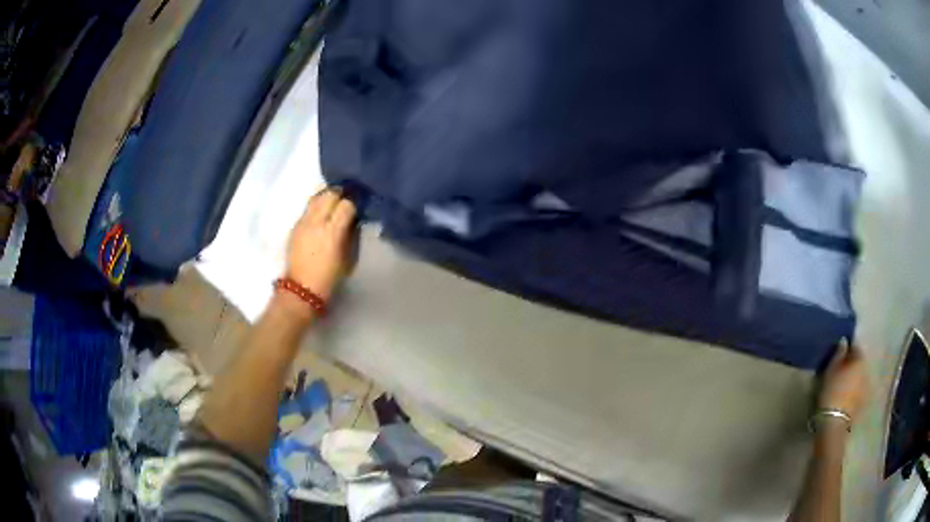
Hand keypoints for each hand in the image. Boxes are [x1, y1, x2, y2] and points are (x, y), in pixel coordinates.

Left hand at [285, 188, 357, 300]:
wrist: (302, 288)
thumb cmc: (331, 277)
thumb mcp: (349, 257)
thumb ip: (352, 234)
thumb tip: (354, 219)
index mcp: (333, 232)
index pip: (346, 204)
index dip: (354, 203)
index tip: (359, 206)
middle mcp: (317, 222)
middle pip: (330, 194)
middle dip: (341, 194)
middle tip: (348, 199)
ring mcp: (303, 222)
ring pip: (316, 196)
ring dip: (327, 196)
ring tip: (334, 202)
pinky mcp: (295, 225)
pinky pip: (308, 207)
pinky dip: (317, 205)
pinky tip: (322, 213)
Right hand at [817, 339, 870, 425]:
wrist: (834, 423)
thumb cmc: (832, 392)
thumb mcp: (831, 370)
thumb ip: (838, 353)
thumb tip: (844, 341)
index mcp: (860, 359)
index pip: (855, 347)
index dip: (847, 349)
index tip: (839, 354)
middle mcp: (866, 369)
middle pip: (859, 363)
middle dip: (851, 364)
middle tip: (840, 370)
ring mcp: (866, 387)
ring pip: (859, 377)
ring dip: (853, 378)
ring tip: (843, 384)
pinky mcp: (862, 402)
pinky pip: (858, 390)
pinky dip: (853, 390)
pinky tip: (846, 396)